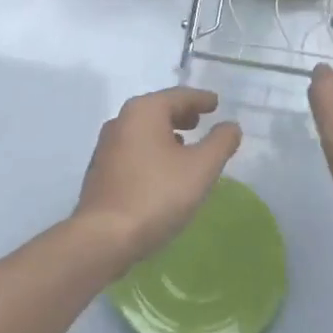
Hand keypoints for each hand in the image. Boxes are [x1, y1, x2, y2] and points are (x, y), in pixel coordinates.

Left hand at [74, 86, 242, 270]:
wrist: (104, 237)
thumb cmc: (157, 195)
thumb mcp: (201, 168)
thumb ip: (220, 143)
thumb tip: (231, 126)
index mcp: (144, 111)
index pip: (178, 96)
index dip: (200, 99)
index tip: (215, 103)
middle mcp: (121, 121)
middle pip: (158, 109)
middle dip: (181, 113)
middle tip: (200, 120)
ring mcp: (106, 146)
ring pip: (143, 130)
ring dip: (166, 132)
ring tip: (185, 145)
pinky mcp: (101, 171)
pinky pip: (133, 149)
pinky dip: (152, 150)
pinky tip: (162, 169)